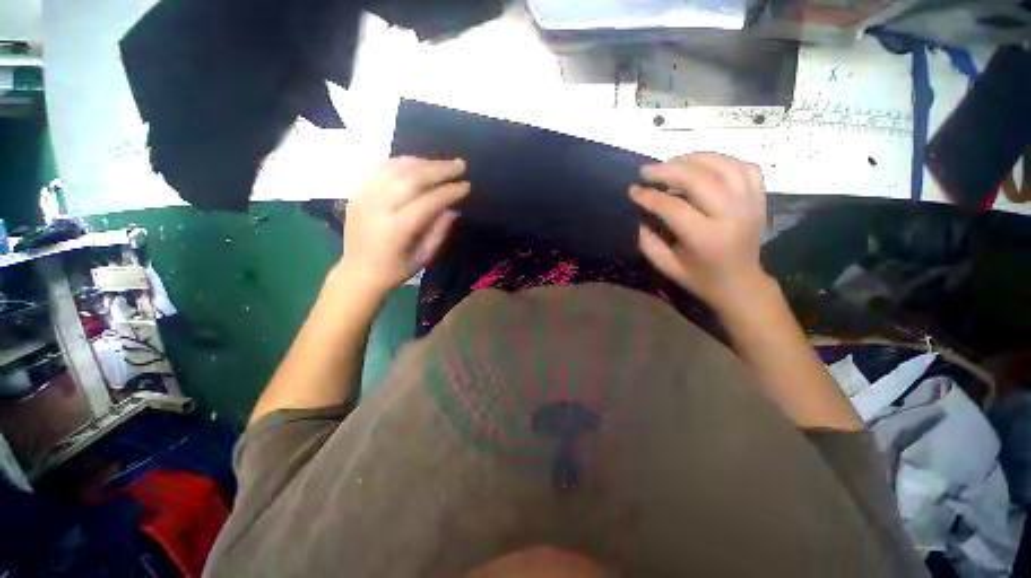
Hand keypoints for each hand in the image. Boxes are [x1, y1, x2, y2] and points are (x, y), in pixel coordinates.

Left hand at [338, 157, 468, 295]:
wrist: (357, 271)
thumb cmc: (395, 269)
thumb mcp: (423, 257)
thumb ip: (439, 232)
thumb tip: (453, 209)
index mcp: (397, 229)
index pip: (428, 201)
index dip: (449, 191)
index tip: (466, 185)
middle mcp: (378, 207)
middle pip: (412, 178)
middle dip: (439, 169)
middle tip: (460, 165)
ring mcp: (364, 196)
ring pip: (397, 168)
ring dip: (423, 162)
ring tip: (442, 164)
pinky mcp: (358, 191)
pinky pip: (381, 168)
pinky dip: (402, 162)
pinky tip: (418, 163)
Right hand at [629, 153, 768, 312]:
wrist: (740, 283)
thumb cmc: (699, 277)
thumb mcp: (666, 266)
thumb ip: (648, 241)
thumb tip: (642, 215)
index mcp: (706, 238)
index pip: (673, 207)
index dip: (649, 196)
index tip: (633, 190)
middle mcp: (732, 216)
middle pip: (699, 179)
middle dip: (668, 170)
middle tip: (646, 170)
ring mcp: (750, 204)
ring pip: (724, 166)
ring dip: (694, 159)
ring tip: (672, 162)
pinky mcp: (759, 199)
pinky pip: (744, 168)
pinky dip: (722, 161)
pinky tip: (703, 165)